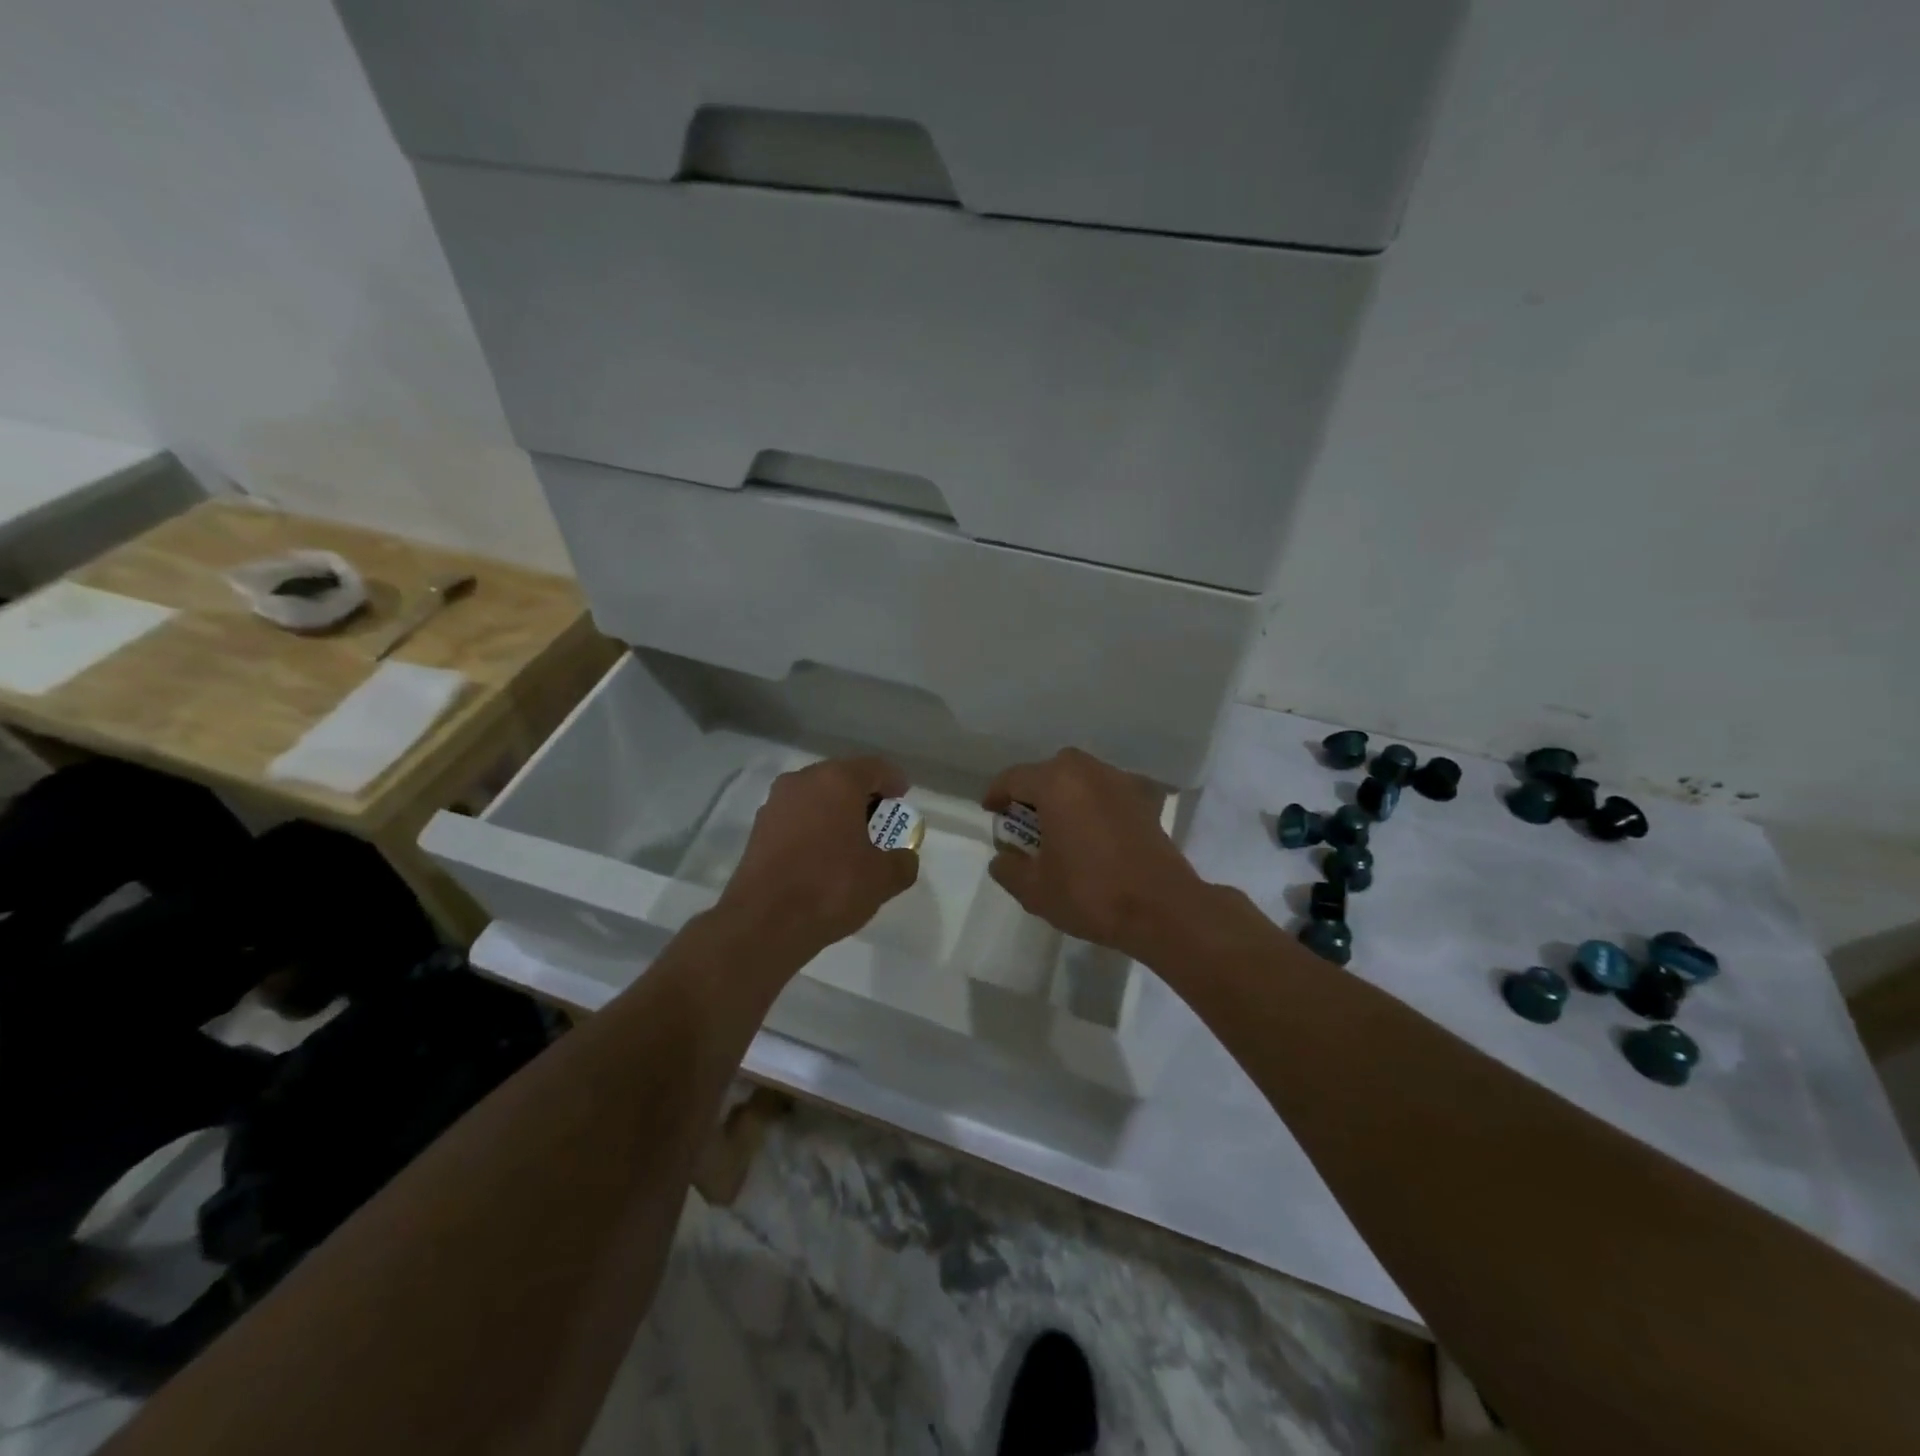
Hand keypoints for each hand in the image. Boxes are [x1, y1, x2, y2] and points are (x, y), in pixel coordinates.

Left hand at [718, 756, 919, 955]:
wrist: (764, 922)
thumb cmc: (830, 887)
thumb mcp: (883, 879)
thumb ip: (902, 862)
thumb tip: (903, 858)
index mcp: (837, 781)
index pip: (874, 768)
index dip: (893, 780)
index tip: (903, 798)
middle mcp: (803, 781)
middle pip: (842, 778)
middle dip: (864, 796)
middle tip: (881, 821)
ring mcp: (775, 803)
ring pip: (816, 797)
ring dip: (836, 811)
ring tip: (852, 840)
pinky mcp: (758, 828)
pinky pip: (796, 817)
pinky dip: (814, 827)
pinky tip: (823, 854)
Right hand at [983, 748, 1208, 962]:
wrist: (1162, 909)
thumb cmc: (1090, 893)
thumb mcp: (1034, 890)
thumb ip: (1008, 868)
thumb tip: (1003, 857)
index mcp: (1056, 783)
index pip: (1014, 777)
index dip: (996, 794)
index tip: (990, 811)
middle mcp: (1089, 772)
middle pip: (1050, 770)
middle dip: (1033, 790)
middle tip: (1024, 820)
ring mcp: (1122, 782)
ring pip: (1082, 777)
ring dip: (1065, 794)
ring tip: (1059, 825)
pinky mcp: (1146, 801)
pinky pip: (1109, 792)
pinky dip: (1096, 803)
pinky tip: (1095, 830)